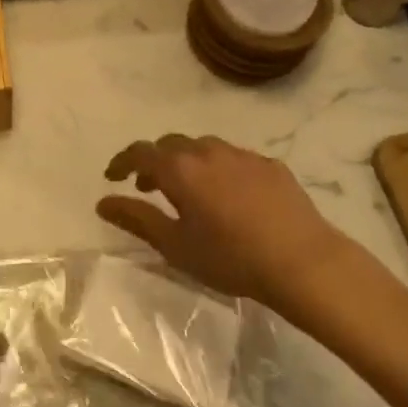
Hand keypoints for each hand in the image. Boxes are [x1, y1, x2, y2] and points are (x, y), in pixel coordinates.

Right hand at [97, 135, 368, 321]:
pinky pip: (233, 158)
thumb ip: (137, 219)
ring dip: (187, 162)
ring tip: (189, 191)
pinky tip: (229, 196)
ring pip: (203, 147)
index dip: (121, 162)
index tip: (112, 178)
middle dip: (154, 161)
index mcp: (180, 169)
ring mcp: (242, 155)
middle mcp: (207, 151)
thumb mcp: (175, 246)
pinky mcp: (270, 165)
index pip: (140, 152)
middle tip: (149, 188)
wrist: (304, 262)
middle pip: (170, 144)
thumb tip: (103, 202)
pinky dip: (219, 169)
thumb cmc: (231, 258)